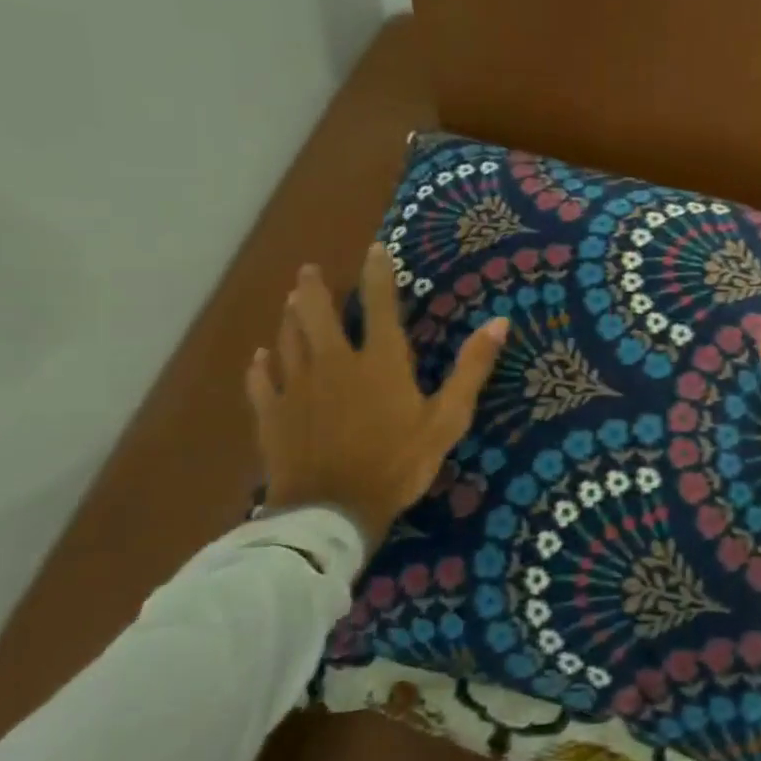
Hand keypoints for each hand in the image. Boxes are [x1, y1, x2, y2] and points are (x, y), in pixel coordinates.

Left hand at [245, 245, 509, 546]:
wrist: (333, 512)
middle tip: (310, 271)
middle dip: (315, 289)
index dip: (378, 274)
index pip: (379, 305)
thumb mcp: (448, 419)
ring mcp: (298, 388)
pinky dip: (262, 366)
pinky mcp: (273, 415)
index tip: (374, 249)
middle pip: (316, 314)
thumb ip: (471, 369)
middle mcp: (334, 363)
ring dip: (290, 318)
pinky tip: (261, 358)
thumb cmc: (398, 463)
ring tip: (291, 302)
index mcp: (379, 361)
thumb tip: (500, 323)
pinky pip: (263, 382)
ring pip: (288, 340)